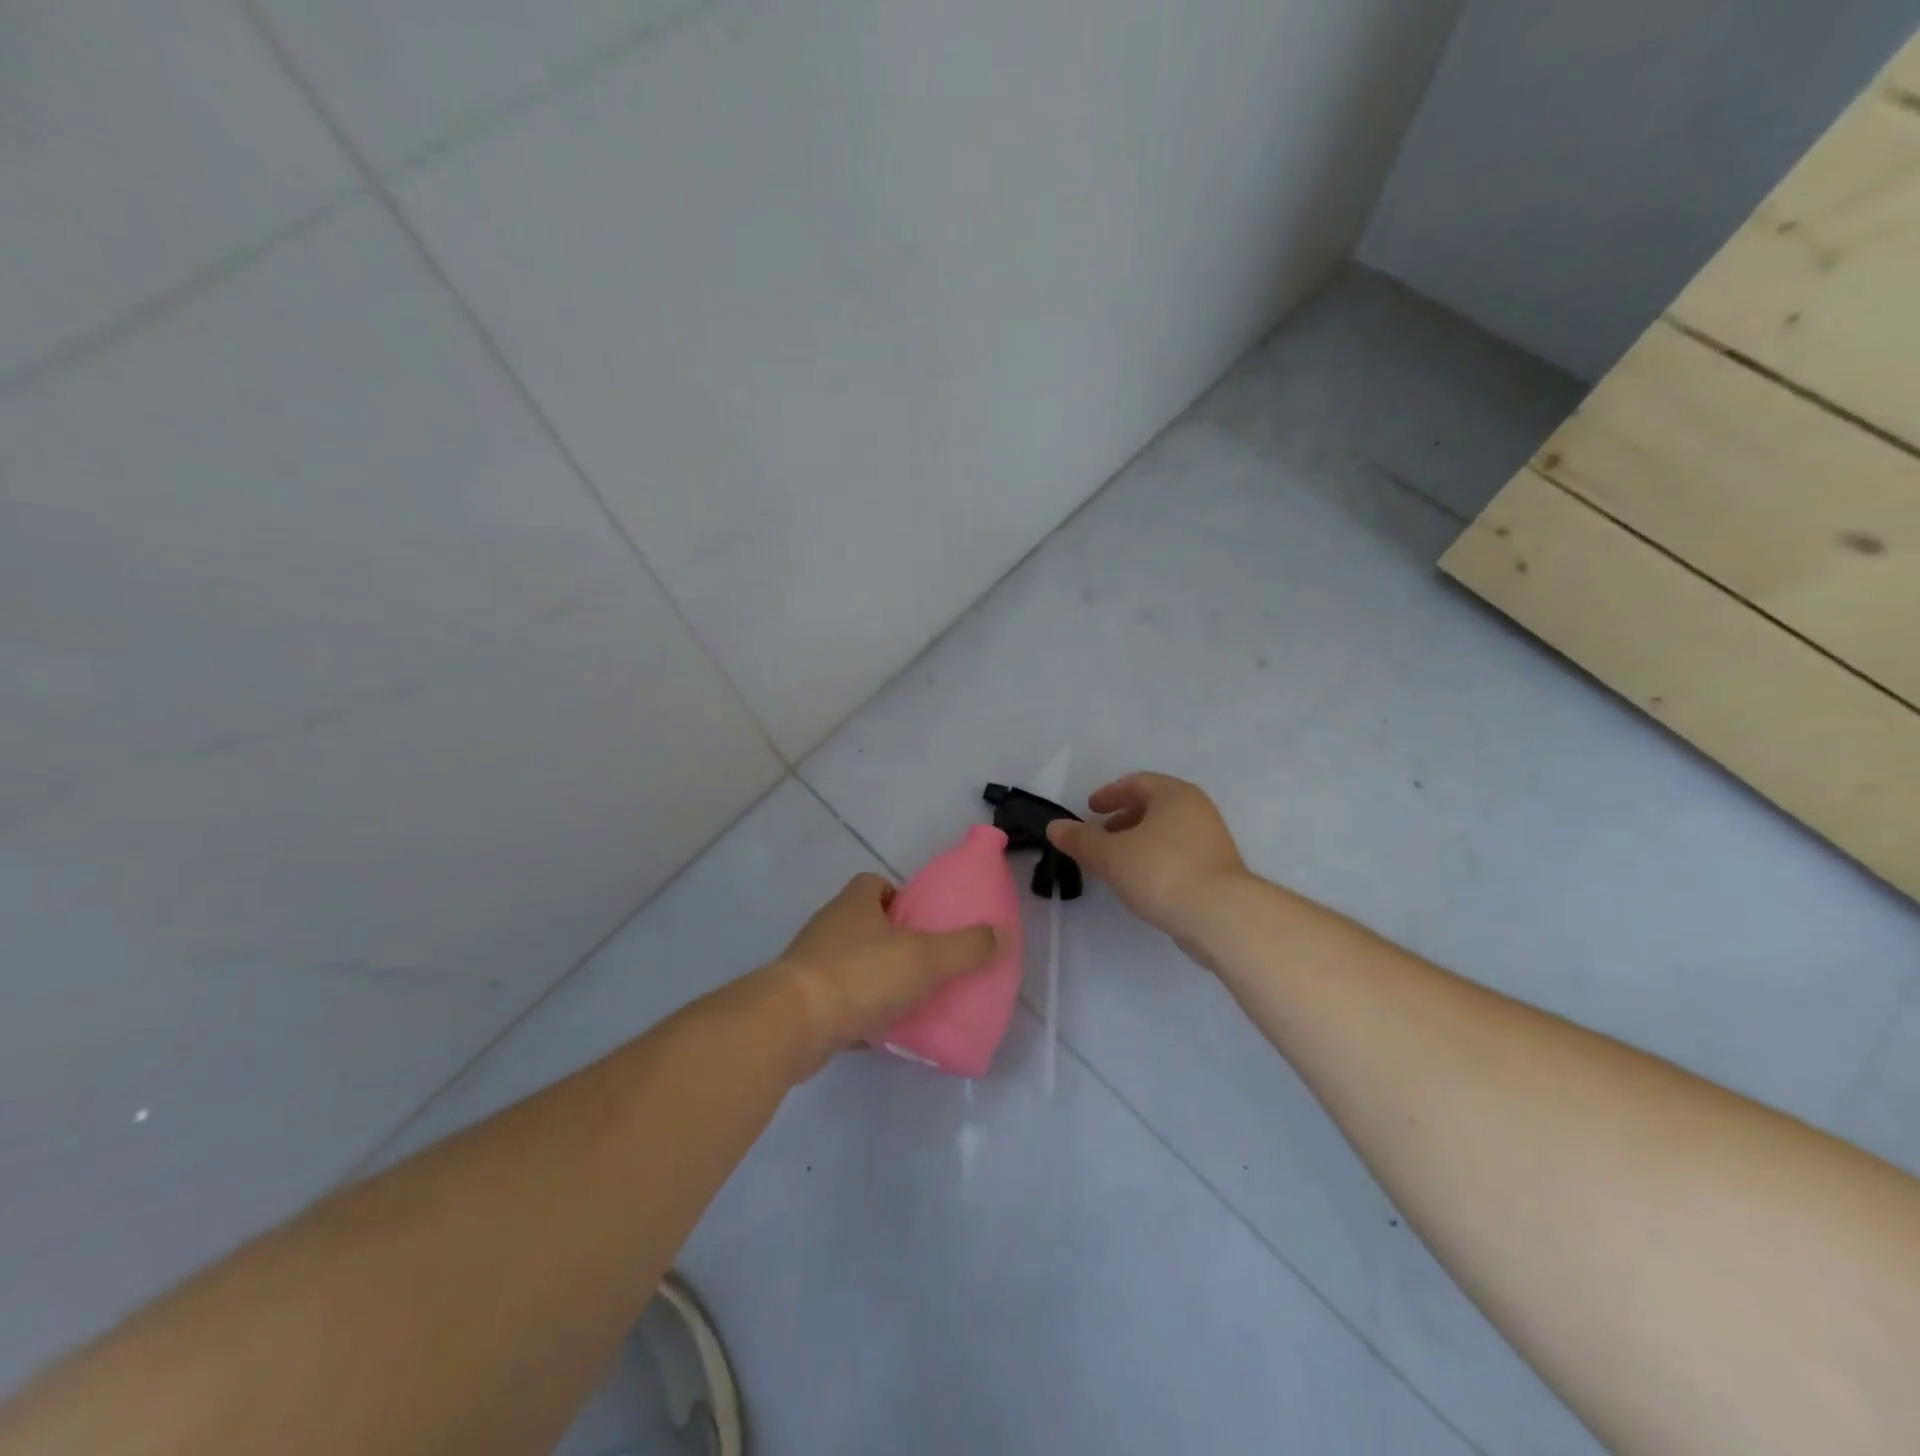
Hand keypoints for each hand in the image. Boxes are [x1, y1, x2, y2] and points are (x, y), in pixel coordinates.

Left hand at [772, 873, 998, 1076]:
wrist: (793, 1024)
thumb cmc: (861, 975)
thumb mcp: (925, 958)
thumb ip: (965, 947)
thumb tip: (1000, 934)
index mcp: (855, 903)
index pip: (874, 884)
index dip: (899, 897)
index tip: (922, 922)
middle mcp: (829, 926)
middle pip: (864, 924)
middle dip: (891, 940)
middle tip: (924, 963)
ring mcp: (811, 964)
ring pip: (850, 963)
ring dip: (874, 978)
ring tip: (908, 1000)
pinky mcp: (802, 1002)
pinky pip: (837, 1001)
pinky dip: (858, 1013)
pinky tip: (881, 1032)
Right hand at [1048, 773, 1249, 952]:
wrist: (1222, 916)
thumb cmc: (1162, 872)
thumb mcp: (1111, 855)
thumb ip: (1081, 839)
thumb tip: (1055, 827)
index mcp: (1174, 795)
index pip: (1137, 783)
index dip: (1109, 794)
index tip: (1090, 809)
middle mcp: (1197, 809)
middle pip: (1154, 805)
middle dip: (1124, 818)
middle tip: (1101, 834)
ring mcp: (1212, 840)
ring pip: (1168, 831)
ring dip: (1140, 840)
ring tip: (1117, 862)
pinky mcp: (1219, 870)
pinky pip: (1179, 854)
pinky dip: (1156, 859)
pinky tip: (1143, 882)